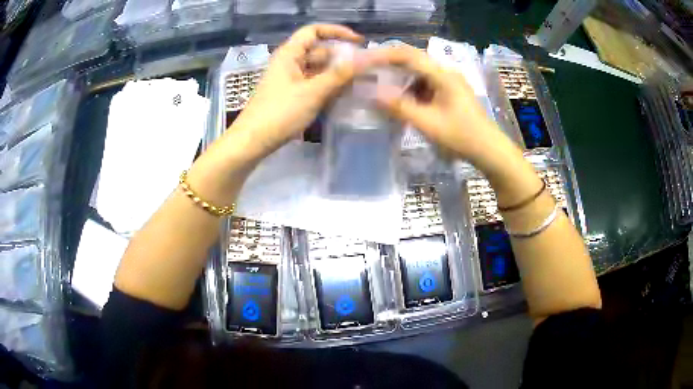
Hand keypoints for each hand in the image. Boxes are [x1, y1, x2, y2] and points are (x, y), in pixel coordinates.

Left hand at [230, 24, 363, 158]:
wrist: (252, 142)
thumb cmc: (279, 113)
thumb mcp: (312, 92)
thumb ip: (339, 75)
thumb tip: (365, 58)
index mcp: (290, 54)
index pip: (314, 31)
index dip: (336, 31)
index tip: (358, 42)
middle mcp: (290, 63)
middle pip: (319, 51)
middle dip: (341, 58)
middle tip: (365, 69)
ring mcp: (290, 80)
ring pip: (318, 69)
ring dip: (337, 74)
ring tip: (360, 84)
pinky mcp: (291, 95)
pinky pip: (314, 84)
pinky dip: (328, 86)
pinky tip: (344, 96)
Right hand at [369, 45, 518, 172]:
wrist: (489, 150)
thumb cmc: (461, 136)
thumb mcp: (428, 123)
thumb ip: (399, 107)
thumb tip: (372, 93)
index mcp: (442, 75)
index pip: (408, 55)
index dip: (384, 55)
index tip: (364, 61)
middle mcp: (446, 72)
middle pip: (413, 61)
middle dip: (390, 67)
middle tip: (369, 75)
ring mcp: (450, 82)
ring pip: (419, 74)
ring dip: (401, 82)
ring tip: (383, 93)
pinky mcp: (451, 93)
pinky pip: (426, 85)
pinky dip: (412, 92)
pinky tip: (404, 105)